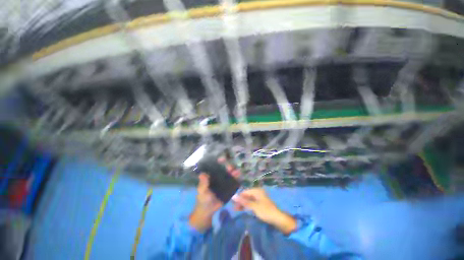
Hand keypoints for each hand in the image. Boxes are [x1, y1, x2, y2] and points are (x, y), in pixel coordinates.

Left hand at [189, 157, 240, 231]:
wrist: (208, 211)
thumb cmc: (203, 199)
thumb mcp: (202, 191)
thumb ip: (203, 183)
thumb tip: (202, 174)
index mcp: (211, 176)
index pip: (216, 166)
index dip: (219, 162)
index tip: (223, 159)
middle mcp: (218, 177)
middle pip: (225, 169)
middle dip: (228, 166)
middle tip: (231, 168)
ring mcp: (224, 182)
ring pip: (230, 175)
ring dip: (234, 172)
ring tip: (237, 172)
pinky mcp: (229, 188)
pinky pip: (233, 183)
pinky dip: (237, 180)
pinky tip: (240, 178)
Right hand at [232, 188, 296, 234]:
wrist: (278, 219)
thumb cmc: (265, 211)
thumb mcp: (253, 206)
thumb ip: (243, 201)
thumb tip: (233, 196)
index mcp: (256, 191)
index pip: (245, 192)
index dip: (238, 197)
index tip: (232, 203)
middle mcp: (258, 192)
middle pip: (247, 195)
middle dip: (240, 201)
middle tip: (234, 208)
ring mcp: (259, 198)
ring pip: (249, 199)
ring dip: (243, 204)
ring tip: (236, 209)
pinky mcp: (260, 204)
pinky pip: (252, 203)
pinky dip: (247, 206)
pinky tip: (243, 209)